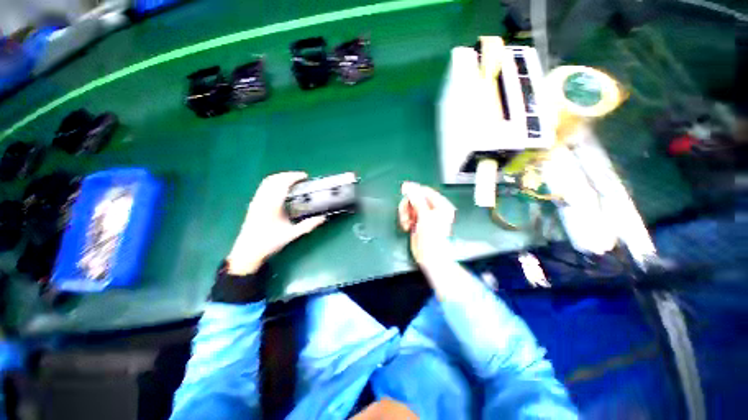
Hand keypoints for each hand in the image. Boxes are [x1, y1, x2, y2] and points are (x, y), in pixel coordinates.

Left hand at [227, 172, 325, 274]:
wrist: (247, 252)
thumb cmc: (269, 243)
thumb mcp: (291, 235)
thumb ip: (308, 225)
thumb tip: (323, 218)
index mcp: (271, 205)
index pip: (282, 184)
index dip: (293, 177)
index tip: (304, 176)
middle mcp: (262, 200)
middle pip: (273, 179)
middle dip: (287, 175)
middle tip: (300, 177)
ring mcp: (256, 201)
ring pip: (266, 182)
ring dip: (280, 178)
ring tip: (291, 181)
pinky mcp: (253, 204)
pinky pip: (263, 187)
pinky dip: (273, 183)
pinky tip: (280, 189)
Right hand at [398, 182, 455, 266]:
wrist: (429, 257)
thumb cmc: (431, 236)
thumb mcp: (425, 216)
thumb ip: (416, 199)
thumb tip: (407, 186)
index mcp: (440, 204)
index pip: (425, 191)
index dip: (414, 190)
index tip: (403, 191)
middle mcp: (433, 208)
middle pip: (415, 198)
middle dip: (408, 206)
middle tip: (406, 215)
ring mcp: (424, 215)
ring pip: (409, 206)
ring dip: (405, 214)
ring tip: (406, 223)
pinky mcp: (417, 221)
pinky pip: (407, 214)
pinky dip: (405, 219)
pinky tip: (406, 227)